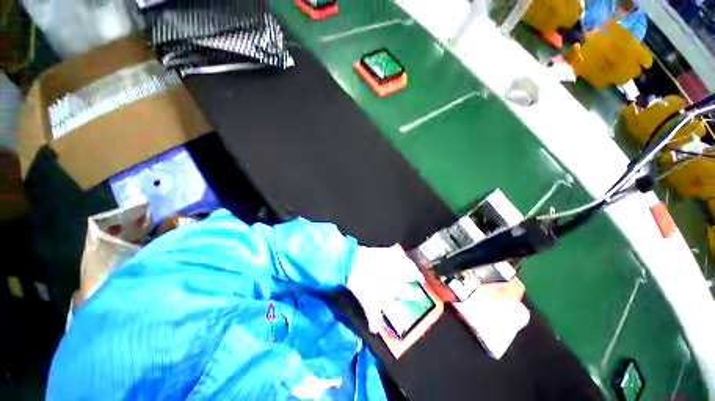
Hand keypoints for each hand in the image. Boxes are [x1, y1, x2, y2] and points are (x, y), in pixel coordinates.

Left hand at [347, 245, 423, 332]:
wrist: (354, 264)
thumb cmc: (362, 285)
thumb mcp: (368, 304)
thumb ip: (374, 318)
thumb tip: (374, 330)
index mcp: (396, 287)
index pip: (410, 293)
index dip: (416, 295)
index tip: (420, 295)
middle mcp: (398, 273)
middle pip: (413, 274)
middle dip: (418, 276)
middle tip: (420, 277)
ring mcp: (393, 261)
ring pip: (407, 261)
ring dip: (411, 264)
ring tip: (412, 265)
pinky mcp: (386, 251)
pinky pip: (396, 249)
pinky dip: (398, 250)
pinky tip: (398, 250)